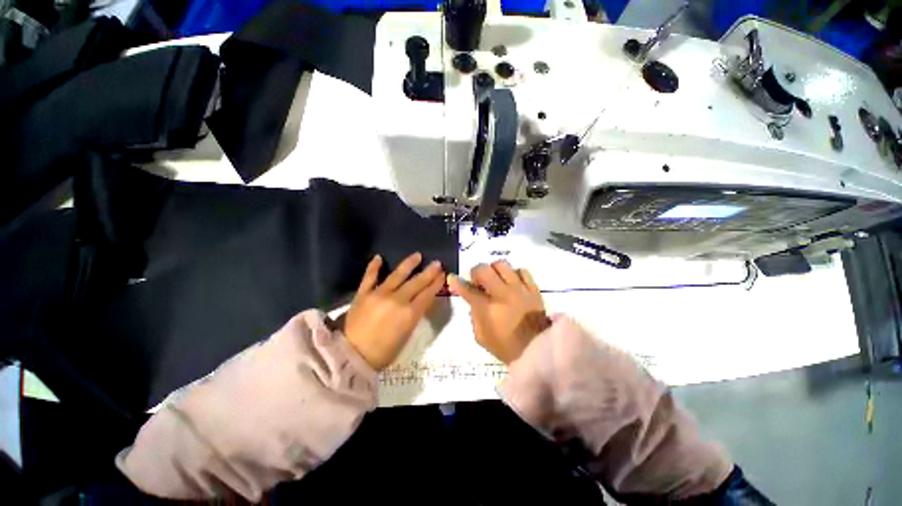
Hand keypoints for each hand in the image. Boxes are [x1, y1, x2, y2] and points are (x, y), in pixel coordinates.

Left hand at [344, 253, 444, 369]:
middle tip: (437, 263)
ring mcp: (379, 294)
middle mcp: (397, 300)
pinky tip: (379, 257)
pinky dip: (374, 267)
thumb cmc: (383, 352)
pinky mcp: (363, 294)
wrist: (352, 357)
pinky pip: (369, 277)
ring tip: (417, 255)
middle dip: (429, 272)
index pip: (427, 294)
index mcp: (409, 314)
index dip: (436, 283)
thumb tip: (420, 302)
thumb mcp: (406, 335)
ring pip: (397, 275)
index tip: (442, 274)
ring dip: (409, 264)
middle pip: (417, 282)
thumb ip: (414, 316)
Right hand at [448, 261, 549, 363]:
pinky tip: (513, 282)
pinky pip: (523, 271)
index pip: (467, 290)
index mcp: (487, 309)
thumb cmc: (506, 347)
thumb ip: (474, 316)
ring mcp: (519, 289)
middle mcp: (502, 294)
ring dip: (494, 269)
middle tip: (477, 280)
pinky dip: (514, 273)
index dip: (456, 282)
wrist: (538, 350)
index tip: (452, 278)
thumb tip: (474, 301)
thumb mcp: (482, 337)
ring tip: (495, 279)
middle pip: (484, 270)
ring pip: (503, 265)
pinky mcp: (533, 289)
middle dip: (476, 271)